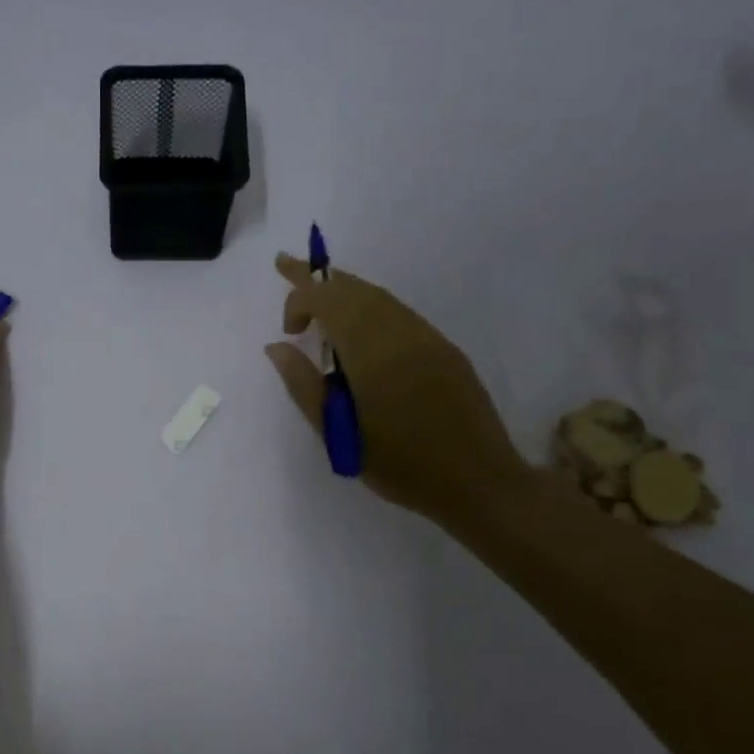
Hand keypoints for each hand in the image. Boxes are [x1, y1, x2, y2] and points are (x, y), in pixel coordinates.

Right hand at [265, 254, 531, 527]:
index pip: (328, 298)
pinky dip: (371, 309)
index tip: (285, 327)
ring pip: (379, 298)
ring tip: (320, 304)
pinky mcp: (445, 351)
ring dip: (345, 293)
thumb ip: (303, 384)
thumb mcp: (337, 433)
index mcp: (370, 349)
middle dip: (318, 279)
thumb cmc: (399, 463)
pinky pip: (400, 314)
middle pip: (354, 288)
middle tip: (288, 270)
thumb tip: (276, 347)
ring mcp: (427, 338)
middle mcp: (400, 331)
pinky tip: (361, 332)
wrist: (477, 482)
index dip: (299, 294)